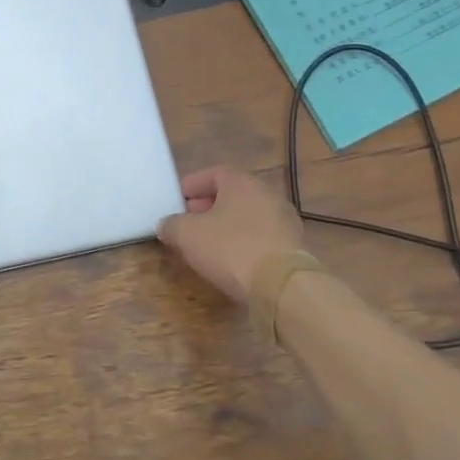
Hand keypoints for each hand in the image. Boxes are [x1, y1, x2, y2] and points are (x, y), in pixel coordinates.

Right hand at [158, 165, 309, 304]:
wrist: (282, 286)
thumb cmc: (230, 248)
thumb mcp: (188, 235)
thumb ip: (172, 225)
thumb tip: (166, 225)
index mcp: (242, 183)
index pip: (214, 173)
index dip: (193, 184)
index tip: (178, 199)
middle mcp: (267, 195)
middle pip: (232, 194)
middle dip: (208, 206)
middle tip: (189, 221)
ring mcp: (285, 221)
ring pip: (248, 216)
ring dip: (227, 225)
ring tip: (207, 243)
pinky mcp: (293, 247)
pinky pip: (261, 237)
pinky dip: (244, 242)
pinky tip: (231, 259)